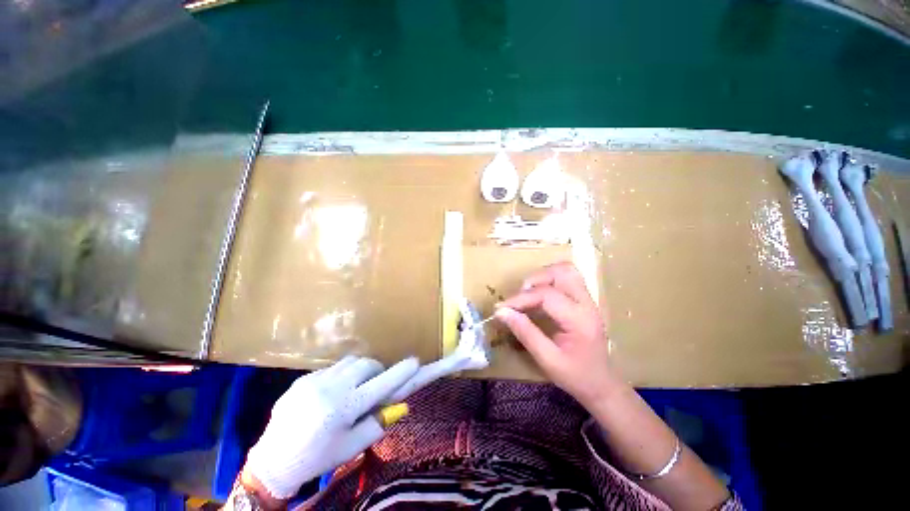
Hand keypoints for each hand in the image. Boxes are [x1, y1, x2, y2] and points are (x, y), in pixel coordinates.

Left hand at [244, 355, 418, 498]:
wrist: (273, 462)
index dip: (401, 372)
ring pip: (350, 361)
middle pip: (366, 364)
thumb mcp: (351, 448)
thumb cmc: (317, 459)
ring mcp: (314, 380)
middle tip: (375, 384)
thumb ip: (377, 425)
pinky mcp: (302, 379)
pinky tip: (332, 393)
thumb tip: (399, 406)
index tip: (414, 362)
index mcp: (345, 408)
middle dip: (377, 369)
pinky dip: (340, 375)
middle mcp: (331, 388)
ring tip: (354, 386)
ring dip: (359, 369)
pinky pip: (331, 368)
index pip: (382, 384)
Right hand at [495, 262, 617, 406]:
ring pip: (565, 270)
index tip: (500, 308)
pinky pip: (566, 278)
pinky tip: (538, 296)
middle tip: (518, 299)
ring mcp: (587, 300)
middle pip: (561, 272)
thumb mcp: (547, 359)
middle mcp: (587, 303)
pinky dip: (548, 280)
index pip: (546, 295)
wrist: (602, 385)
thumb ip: (525, 333)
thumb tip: (502, 313)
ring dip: (543, 276)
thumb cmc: (576, 376)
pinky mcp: (583, 300)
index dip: (520, 299)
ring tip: (528, 294)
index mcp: (580, 319)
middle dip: (534, 280)